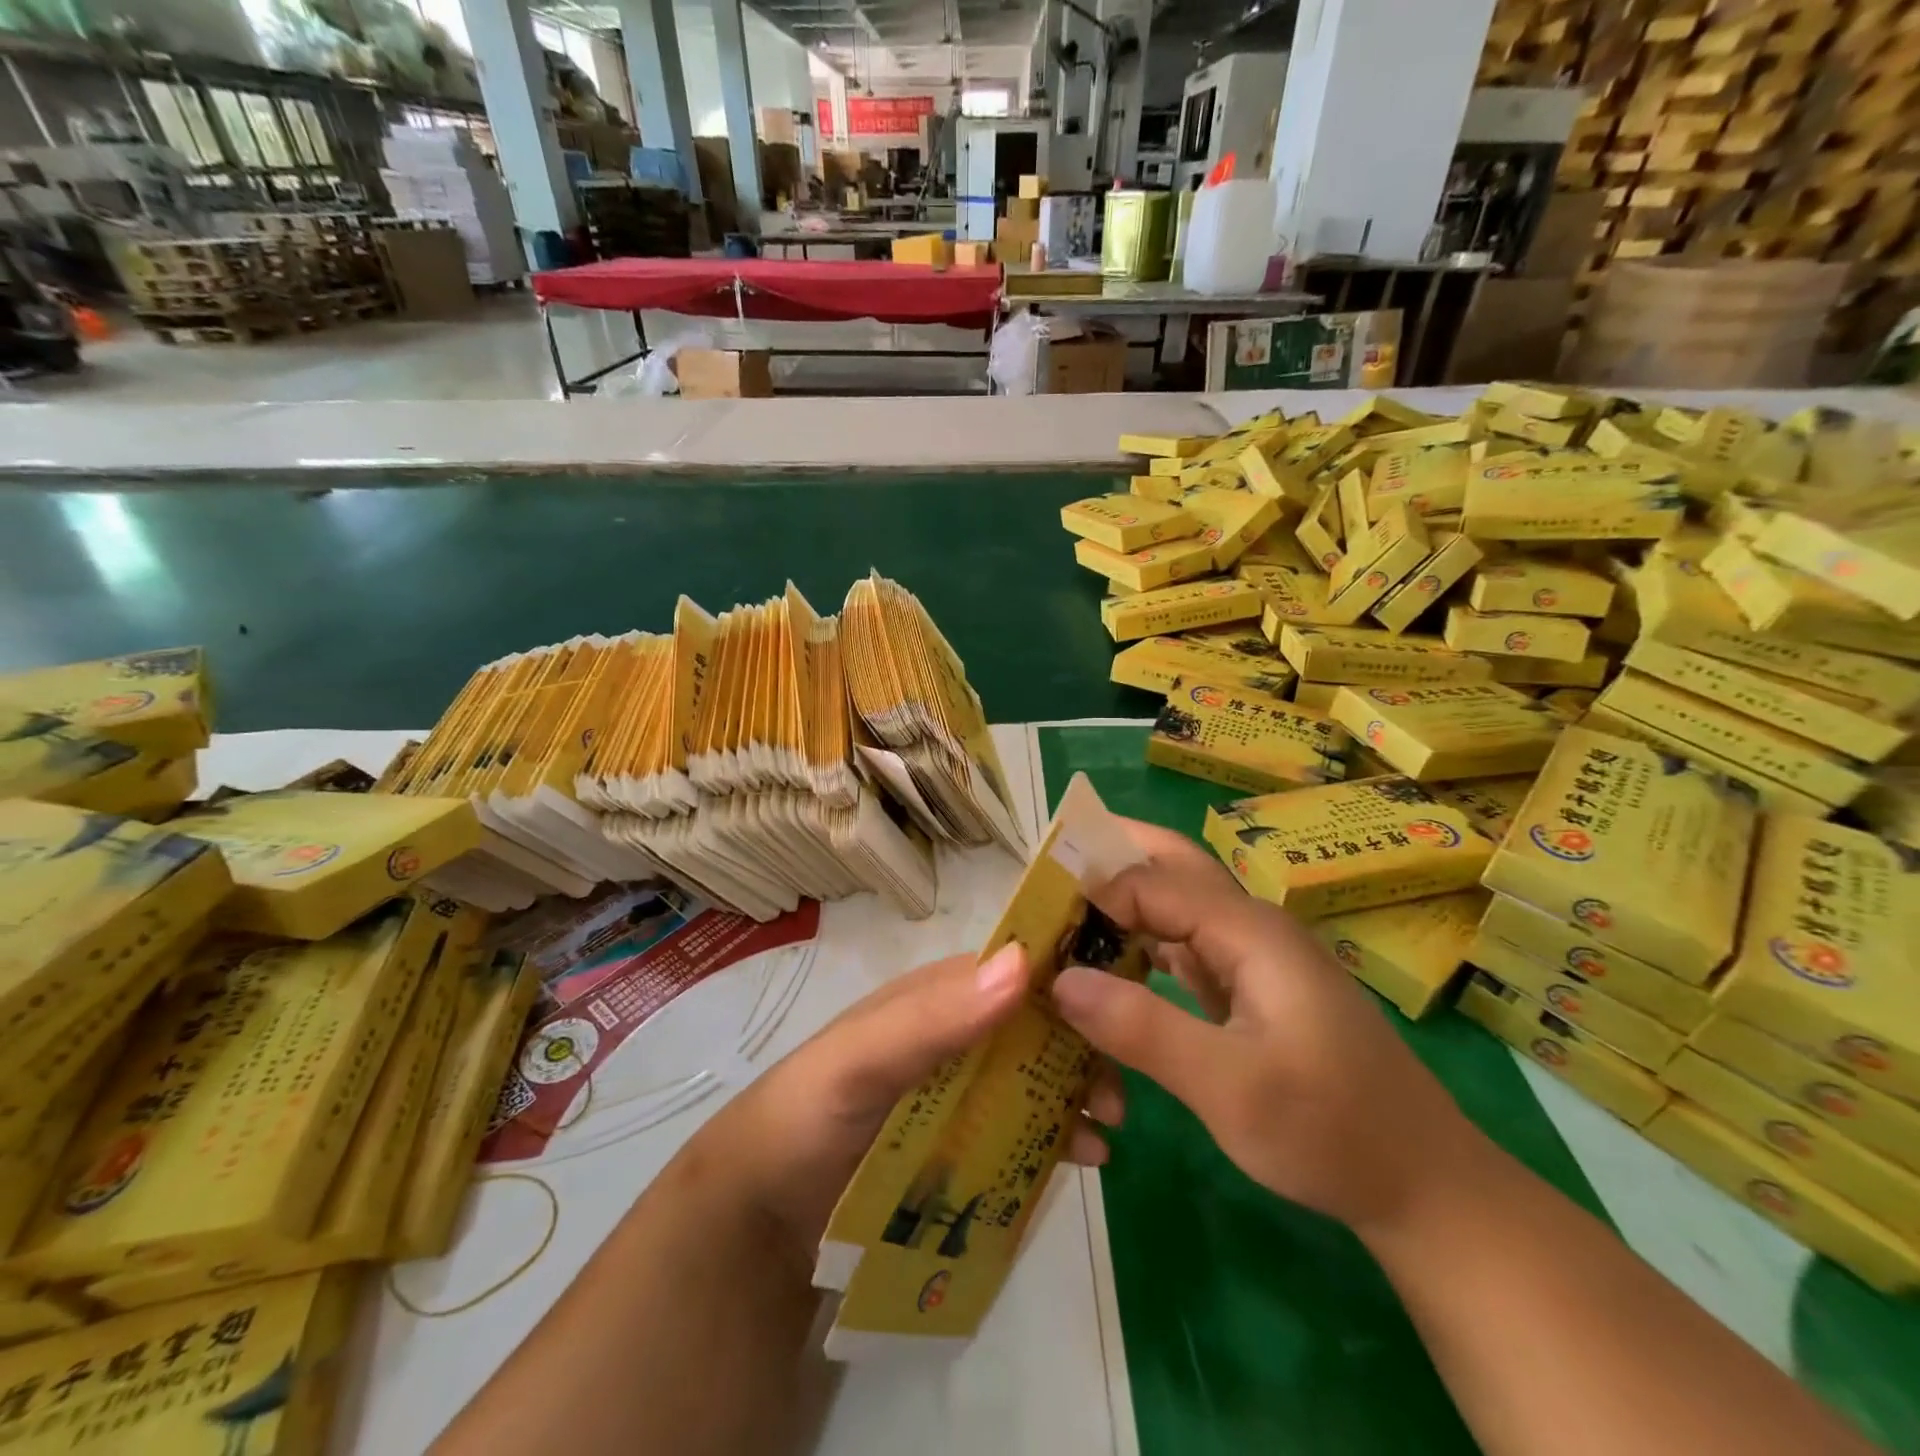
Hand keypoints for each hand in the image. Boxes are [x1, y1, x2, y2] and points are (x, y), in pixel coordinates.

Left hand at [695, 944, 1124, 1272]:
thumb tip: (1022, 964)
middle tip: (1116, 1087)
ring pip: (1034, 1077)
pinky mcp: (960, 1144)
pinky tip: (1085, 1158)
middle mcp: (954, 1036)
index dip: (1064, 982)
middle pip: (1033, 1027)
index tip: (1118, 1004)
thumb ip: (932, 1016)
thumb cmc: (808, 1115)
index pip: (1011, 973)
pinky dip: (1057, 1136)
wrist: (762, 1217)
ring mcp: (959, 1092)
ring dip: (1076, 1091)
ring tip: (1107, 1127)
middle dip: (1081, 1045)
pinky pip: (1021, 1129)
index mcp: (934, 1000)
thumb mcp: (861, 1058)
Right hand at [1050, 820, 1485, 1234]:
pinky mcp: (1248, 988)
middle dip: (1108, 859)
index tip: (1031, 918)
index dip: (1089, 892)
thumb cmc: (1330, 1130)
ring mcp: (1250, 957)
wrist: (1423, 1185)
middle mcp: (1247, 927)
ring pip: (1173, 907)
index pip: (1148, 882)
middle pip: (1168, 867)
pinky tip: (1107, 969)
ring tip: (1059, 918)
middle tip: (1044, 874)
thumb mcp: (1229, 1088)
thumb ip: (1142, 1028)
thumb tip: (1058, 980)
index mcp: (1247, 930)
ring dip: (1120, 904)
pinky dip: (1140, 948)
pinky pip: (1182, 949)